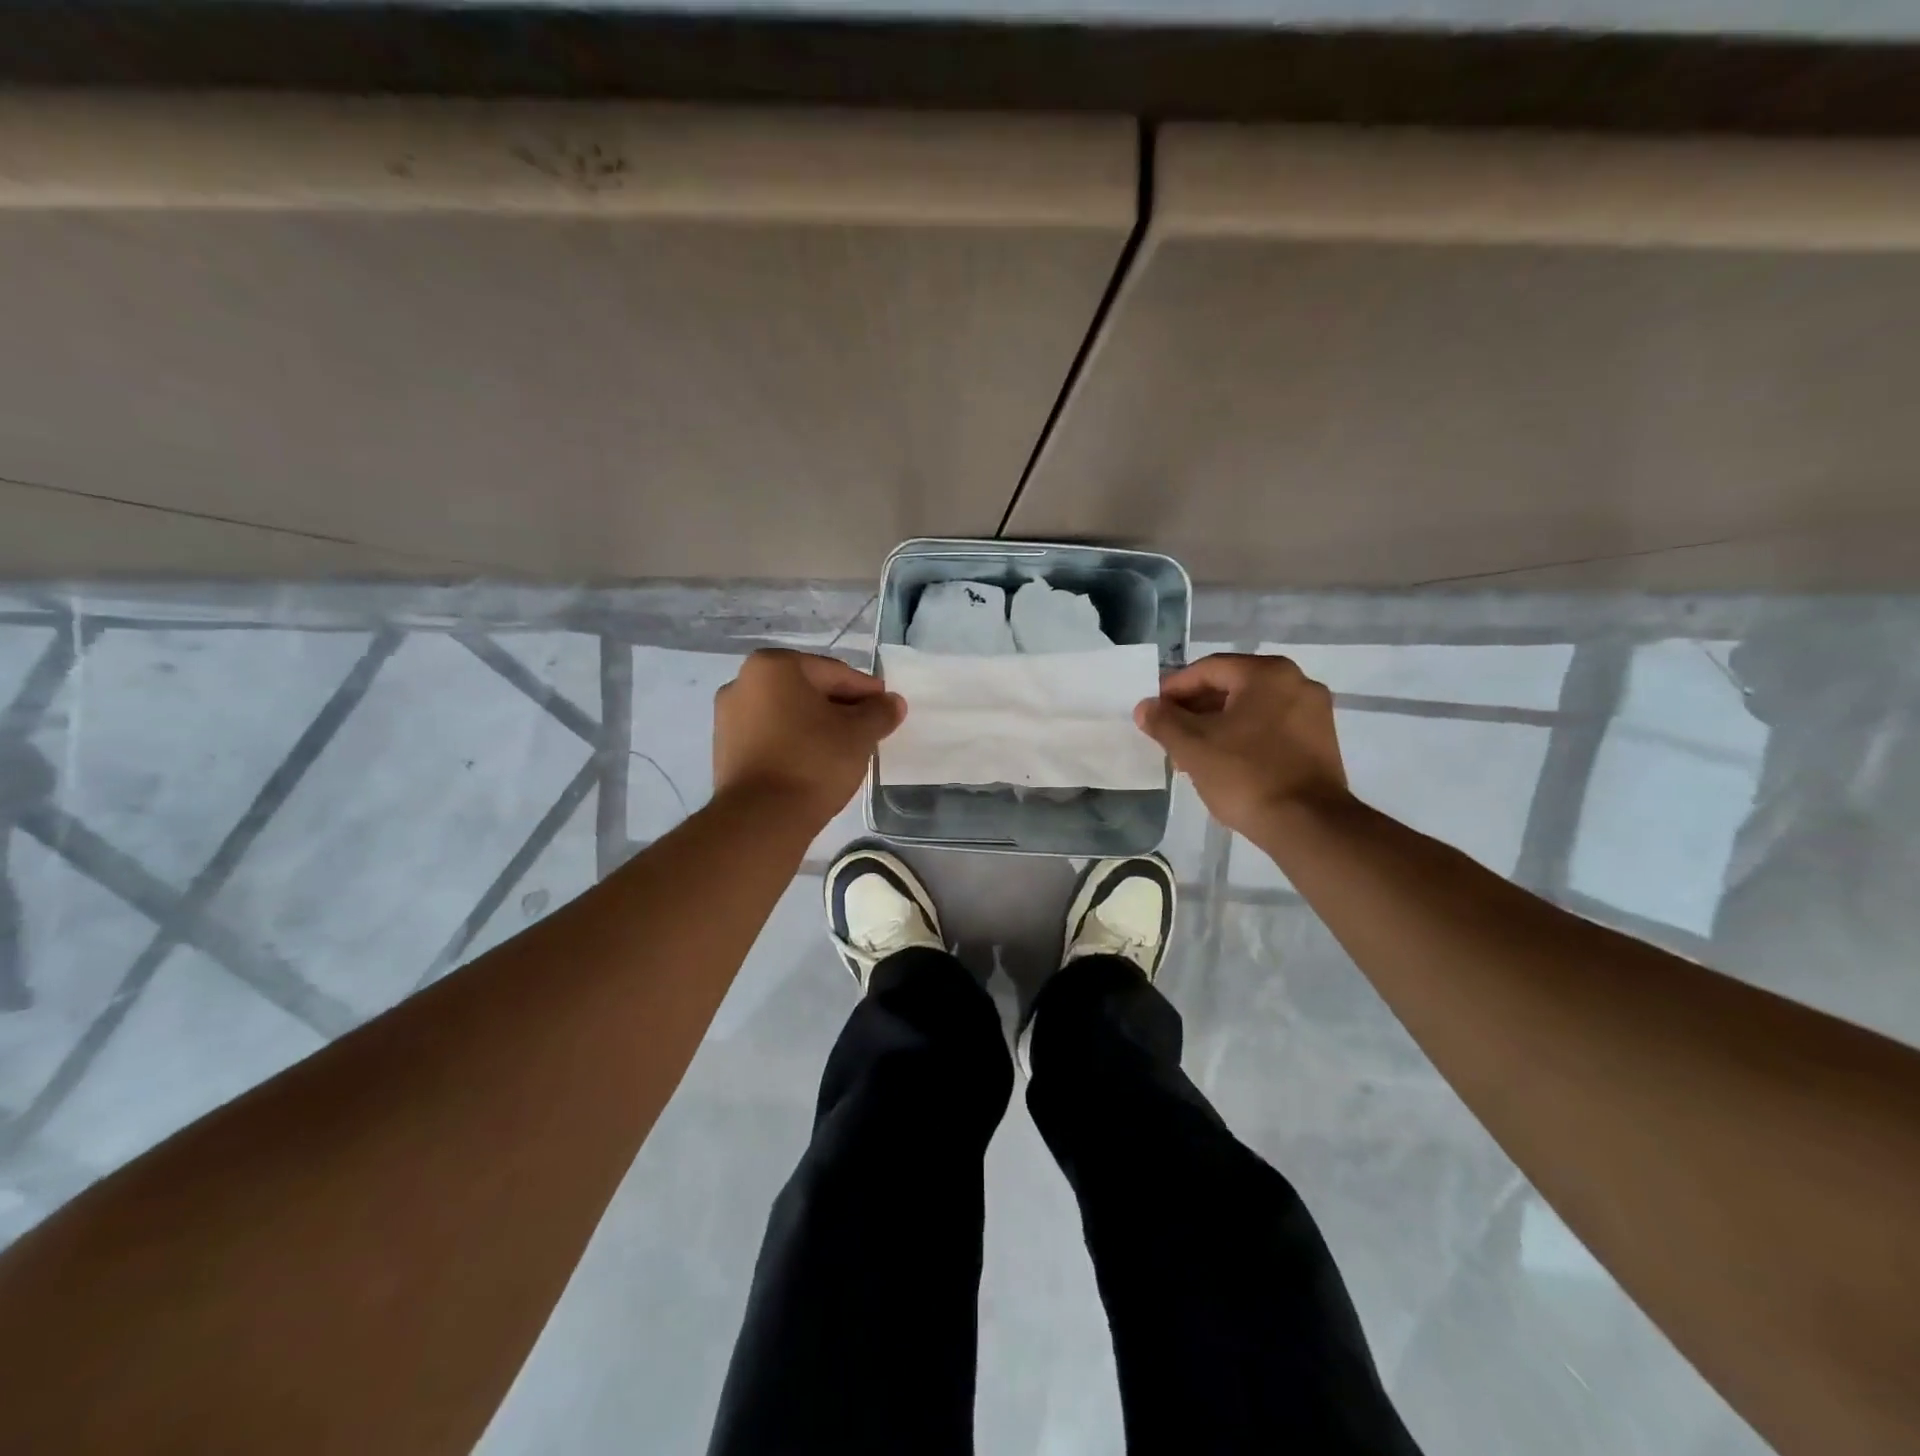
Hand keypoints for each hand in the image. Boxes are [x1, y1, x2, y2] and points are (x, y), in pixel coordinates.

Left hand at [713, 649, 904, 825]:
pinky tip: (814, 763)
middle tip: (868, 729)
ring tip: (844, 749)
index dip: (865, 691)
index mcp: (774, 666)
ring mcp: (727, 717)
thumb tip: (893, 702)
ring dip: (816, 725)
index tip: (886, 709)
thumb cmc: (813, 762)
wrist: (761, 819)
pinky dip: (794, 742)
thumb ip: (879, 712)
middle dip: (839, 707)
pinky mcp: (724, 750)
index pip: (834, 672)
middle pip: (807, 690)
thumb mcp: (859, 734)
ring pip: (787, 713)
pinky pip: (770, 735)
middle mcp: (743, 681)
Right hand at [1134, 653, 1347, 836]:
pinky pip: (1271, 727)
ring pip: (1251, 709)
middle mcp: (1296, 682)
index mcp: (1266, 673)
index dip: (1174, 688)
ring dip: (1217, 725)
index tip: (1153, 710)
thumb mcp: (1192, 746)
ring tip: (1190, 753)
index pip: (1208, 669)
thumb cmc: (1245, 775)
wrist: (1307, 824)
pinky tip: (1223, 762)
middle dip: (1195, 709)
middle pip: (1232, 687)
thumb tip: (1146, 707)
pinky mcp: (1321, 741)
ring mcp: (1314, 712)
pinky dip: (1243, 737)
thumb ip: (1163, 721)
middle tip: (1168, 733)